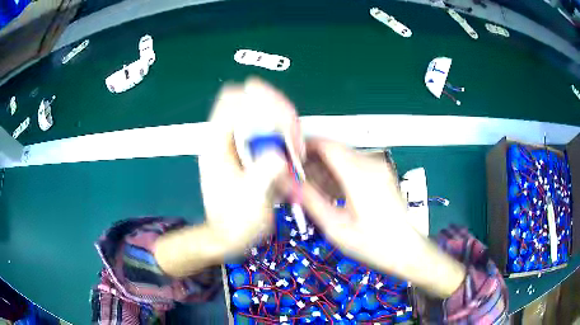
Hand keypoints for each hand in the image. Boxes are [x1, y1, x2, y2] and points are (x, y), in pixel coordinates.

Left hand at [199, 78, 303, 253]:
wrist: (226, 236)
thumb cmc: (235, 223)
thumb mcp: (252, 202)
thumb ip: (263, 175)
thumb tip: (279, 153)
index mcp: (216, 145)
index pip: (233, 101)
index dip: (262, 103)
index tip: (286, 125)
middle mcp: (222, 136)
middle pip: (245, 98)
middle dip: (274, 108)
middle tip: (292, 133)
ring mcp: (232, 141)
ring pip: (255, 109)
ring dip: (279, 118)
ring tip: (292, 142)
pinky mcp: (242, 148)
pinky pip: (261, 124)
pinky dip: (278, 128)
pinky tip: (288, 147)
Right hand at [300, 140, 414, 269]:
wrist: (406, 250)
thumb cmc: (372, 244)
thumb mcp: (335, 226)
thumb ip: (309, 200)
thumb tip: (285, 181)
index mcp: (359, 175)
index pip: (327, 146)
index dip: (304, 146)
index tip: (287, 157)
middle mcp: (370, 165)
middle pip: (334, 150)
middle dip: (312, 161)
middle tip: (294, 178)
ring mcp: (378, 169)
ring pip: (343, 158)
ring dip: (324, 169)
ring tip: (308, 189)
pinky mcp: (381, 175)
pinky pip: (353, 167)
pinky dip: (337, 175)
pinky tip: (328, 193)